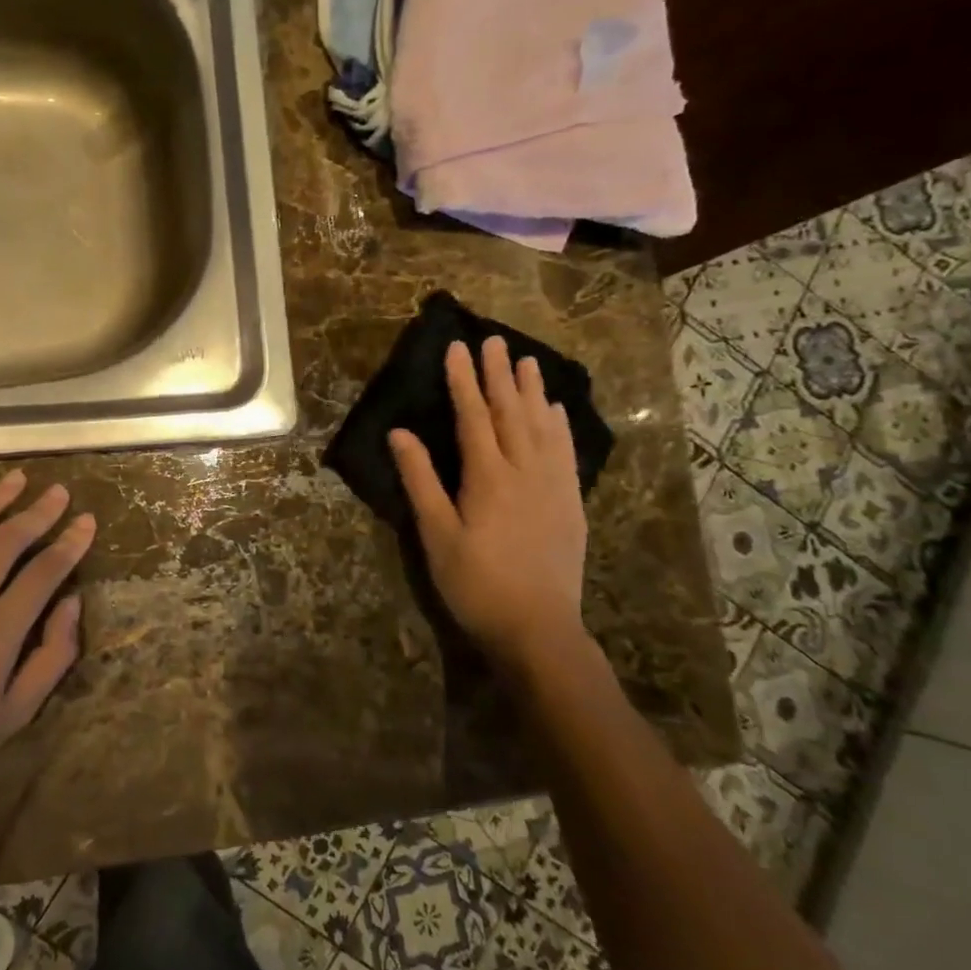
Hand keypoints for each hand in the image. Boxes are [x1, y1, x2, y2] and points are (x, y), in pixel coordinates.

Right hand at [389, 337, 589, 671]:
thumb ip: (420, 480)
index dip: (463, 380)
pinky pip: (566, 451)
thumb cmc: (476, 584)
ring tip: (528, 361)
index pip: (473, 416)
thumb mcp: (437, 535)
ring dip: (533, 391)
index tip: (457, 347)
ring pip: (542, 426)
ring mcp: (553, 485)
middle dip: (499, 374)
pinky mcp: (570, 502)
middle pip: (511, 412)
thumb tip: (400, 433)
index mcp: (487, 476)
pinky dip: (560, 425)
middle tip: (495, 340)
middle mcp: (524, 470)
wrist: (539, 628)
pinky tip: (556, 411)